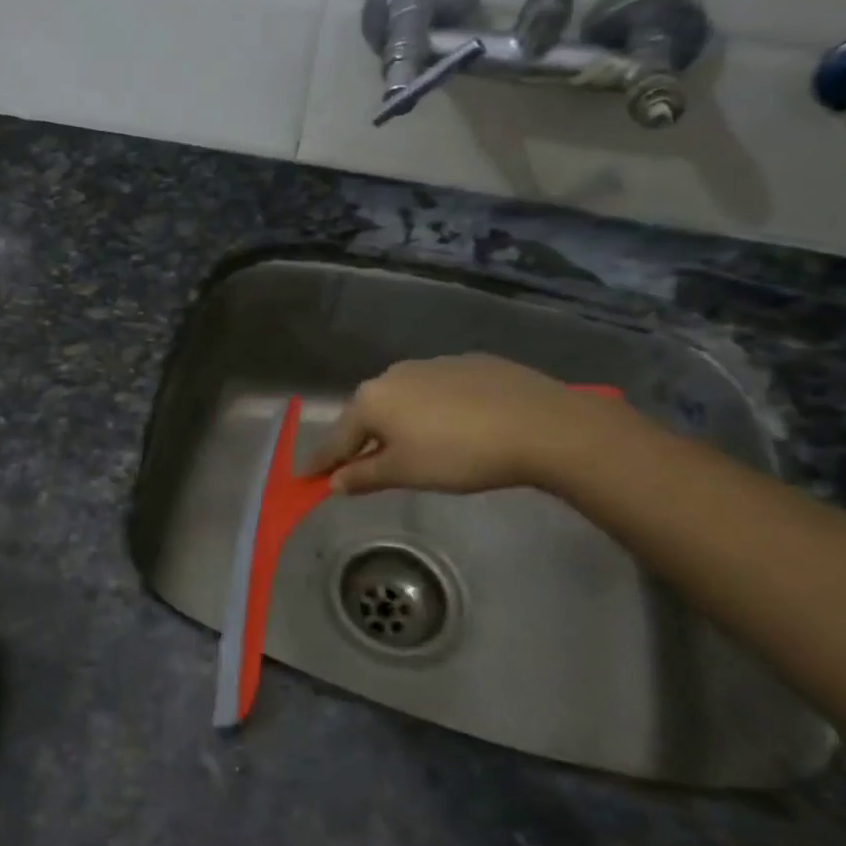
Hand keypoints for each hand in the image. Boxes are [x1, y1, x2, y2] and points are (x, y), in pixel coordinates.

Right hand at [305, 355, 625, 495]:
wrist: (541, 424)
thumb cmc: (459, 454)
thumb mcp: (406, 473)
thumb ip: (365, 476)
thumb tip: (335, 481)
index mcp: (372, 400)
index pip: (337, 438)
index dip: (322, 462)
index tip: (305, 477)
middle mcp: (393, 375)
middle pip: (367, 414)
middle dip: (361, 441)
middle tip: (362, 467)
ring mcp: (431, 364)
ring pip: (402, 399)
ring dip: (398, 423)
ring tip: (413, 447)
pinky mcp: (468, 363)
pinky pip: (435, 390)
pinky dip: (432, 409)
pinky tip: (454, 427)